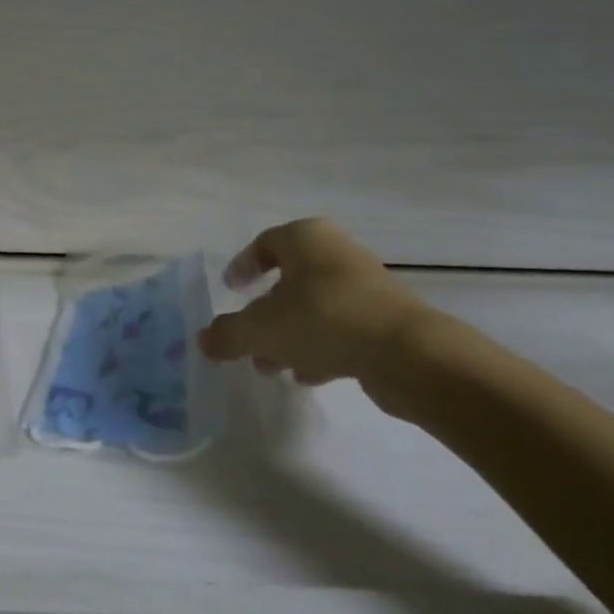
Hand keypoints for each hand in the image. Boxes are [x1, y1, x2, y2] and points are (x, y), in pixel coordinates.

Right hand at [198, 219, 431, 387]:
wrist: (409, 354)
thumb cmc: (324, 321)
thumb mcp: (260, 329)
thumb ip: (227, 334)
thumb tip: (203, 340)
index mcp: (306, 238)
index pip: (265, 243)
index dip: (243, 265)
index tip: (230, 289)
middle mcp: (336, 252)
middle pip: (289, 278)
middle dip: (264, 310)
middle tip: (248, 334)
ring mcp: (366, 285)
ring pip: (314, 305)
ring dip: (289, 333)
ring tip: (270, 365)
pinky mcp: (386, 318)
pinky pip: (341, 327)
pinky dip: (320, 346)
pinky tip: (307, 375)